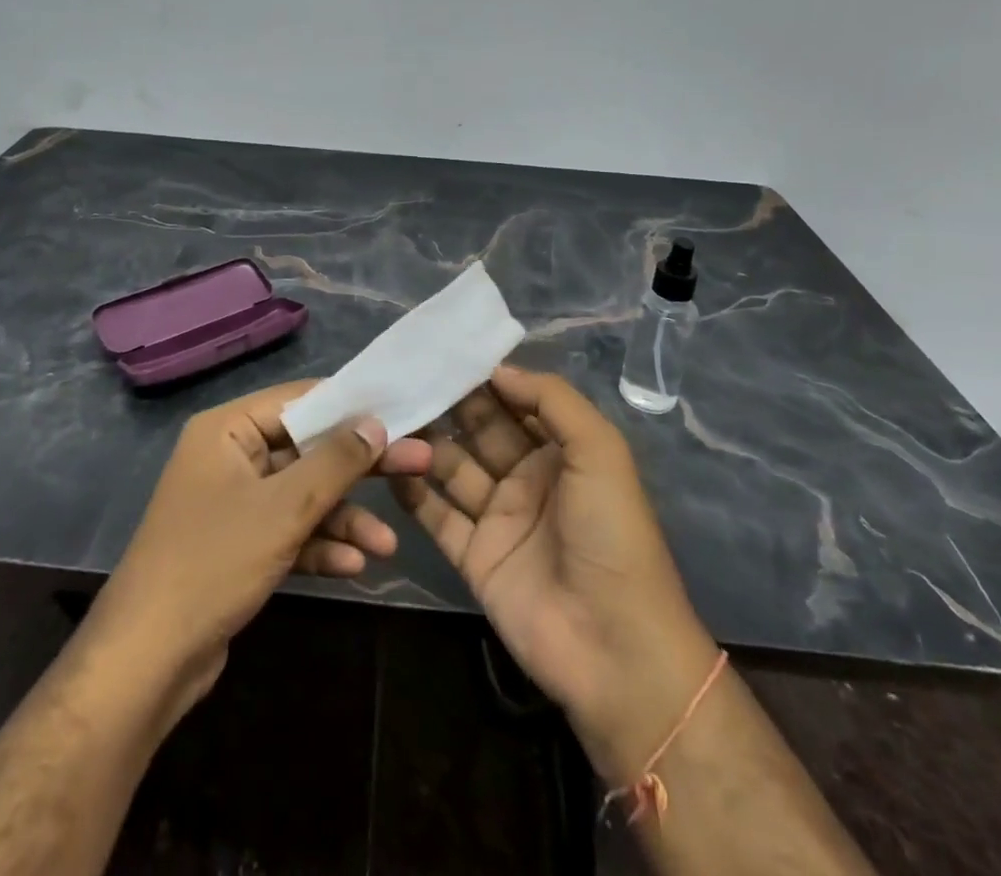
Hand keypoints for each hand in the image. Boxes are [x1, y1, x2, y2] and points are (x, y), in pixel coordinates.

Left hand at [88, 380, 432, 714]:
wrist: (148, 661)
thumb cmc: (214, 562)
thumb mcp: (283, 509)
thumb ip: (334, 462)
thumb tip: (375, 423)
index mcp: (228, 430)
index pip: (299, 400)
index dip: (351, 406)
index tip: (400, 412)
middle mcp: (230, 457)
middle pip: (307, 450)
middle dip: (358, 468)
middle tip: (418, 465)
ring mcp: (234, 503)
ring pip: (302, 496)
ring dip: (343, 517)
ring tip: (388, 543)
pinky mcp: (239, 545)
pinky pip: (288, 531)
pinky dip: (318, 544)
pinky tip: (355, 566)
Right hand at [390, 364, 717, 780]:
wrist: (614, 648)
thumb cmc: (611, 535)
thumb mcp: (599, 451)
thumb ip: (551, 400)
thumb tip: (496, 370)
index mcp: (560, 451)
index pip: (514, 401)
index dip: (483, 377)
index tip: (440, 352)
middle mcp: (526, 477)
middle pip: (478, 430)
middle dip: (446, 404)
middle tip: (403, 376)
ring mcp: (498, 517)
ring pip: (451, 466)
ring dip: (423, 442)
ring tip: (386, 414)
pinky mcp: (472, 556)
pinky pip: (436, 514)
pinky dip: (412, 491)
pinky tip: (387, 464)